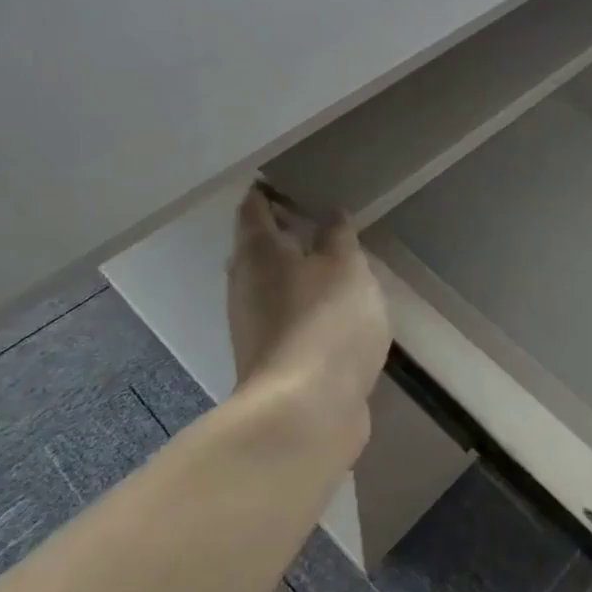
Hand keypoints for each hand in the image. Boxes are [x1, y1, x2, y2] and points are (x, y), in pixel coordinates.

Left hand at [227, 186, 389, 410]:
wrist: (306, 412)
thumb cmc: (327, 323)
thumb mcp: (347, 268)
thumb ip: (339, 238)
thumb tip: (330, 214)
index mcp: (258, 253)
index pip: (254, 209)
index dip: (267, 192)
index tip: (287, 180)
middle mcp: (245, 285)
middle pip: (256, 248)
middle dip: (280, 232)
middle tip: (315, 217)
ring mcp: (253, 326)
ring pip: (269, 285)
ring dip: (293, 271)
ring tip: (330, 260)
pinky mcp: (270, 358)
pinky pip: (284, 316)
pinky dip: (302, 303)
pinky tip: (330, 307)